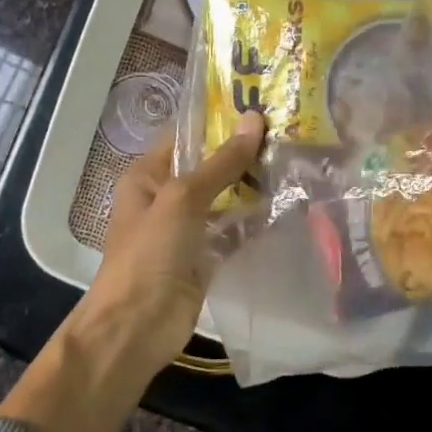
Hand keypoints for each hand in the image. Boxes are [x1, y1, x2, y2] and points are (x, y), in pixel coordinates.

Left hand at [71, 109, 266, 368]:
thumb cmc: (150, 253)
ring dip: (253, 186)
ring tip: (295, 161)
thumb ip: (221, 163)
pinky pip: (234, 230)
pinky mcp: (206, 256)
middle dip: (243, 153)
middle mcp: (167, 196)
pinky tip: (288, 204)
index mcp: (148, 175)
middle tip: (288, 132)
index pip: (186, 136)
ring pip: (225, 198)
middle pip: (209, 166)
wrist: (137, 327)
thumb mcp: (183, 198)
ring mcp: (187, 228)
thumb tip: (254, 120)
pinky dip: (255, 220)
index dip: (219, 120)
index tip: (260, 105)